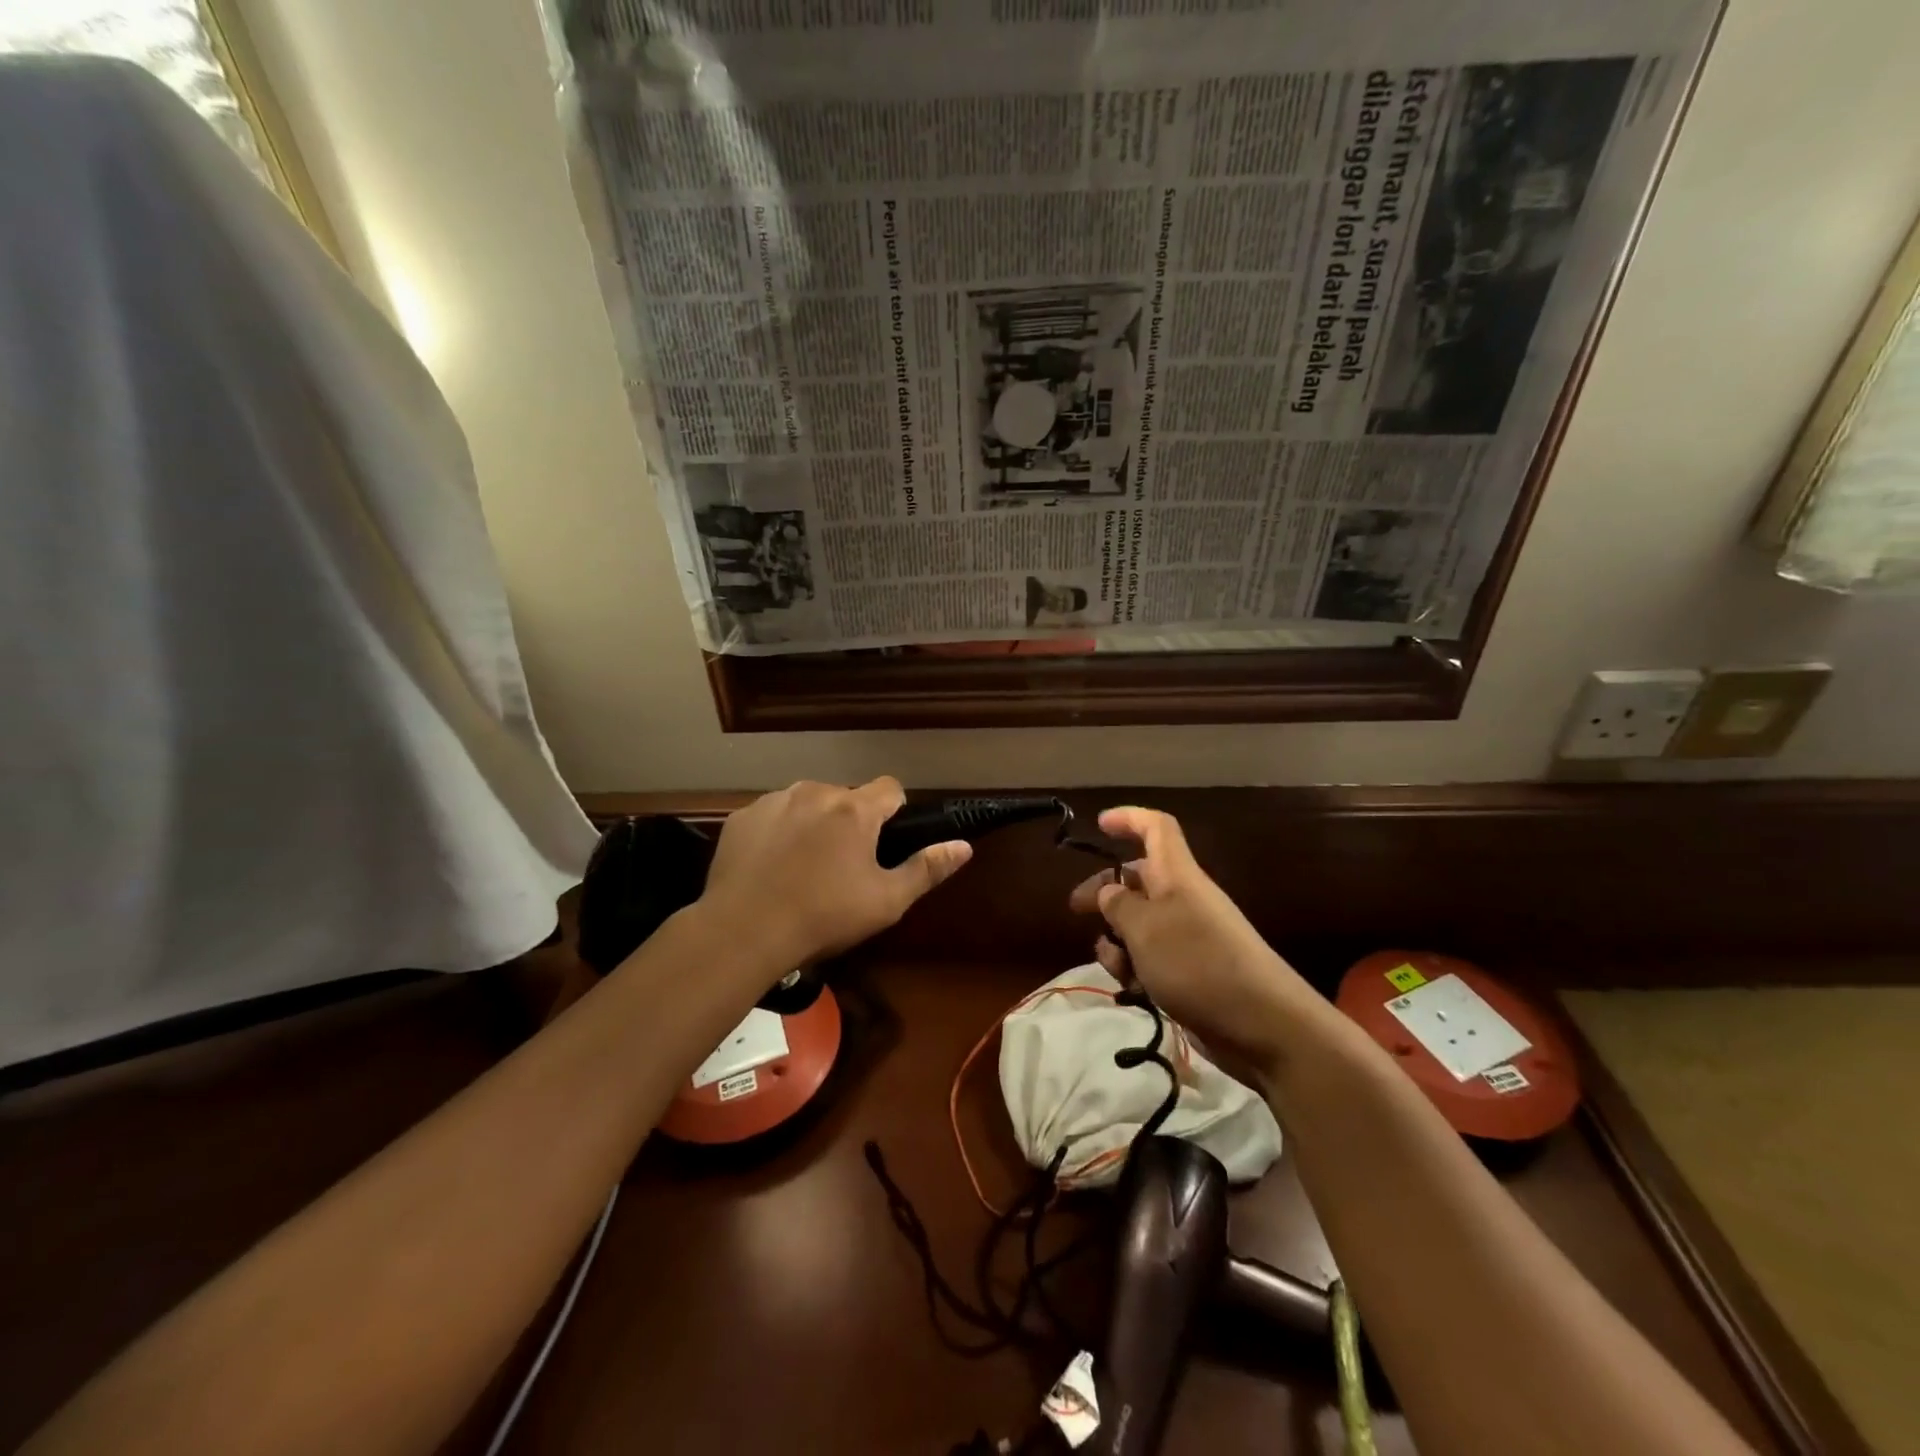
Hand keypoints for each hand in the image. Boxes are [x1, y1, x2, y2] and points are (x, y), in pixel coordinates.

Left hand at [701, 778, 971, 967]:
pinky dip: (778, 833)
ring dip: (813, 824)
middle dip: (850, 823)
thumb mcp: (886, 901)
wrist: (742, 932)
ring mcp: (774, 800)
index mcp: (854, 809)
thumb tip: (964, 845)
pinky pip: (772, 815)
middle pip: (846, 797)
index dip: (893, 814)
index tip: (884, 845)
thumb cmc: (823, 917)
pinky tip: (770, 868)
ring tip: (803, 869)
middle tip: (843, 867)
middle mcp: (815, 791)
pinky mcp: (742, 817)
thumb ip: (927, 868)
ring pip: (807, 803)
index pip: (891, 788)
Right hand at [1068, 806, 1316, 1085]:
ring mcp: (1188, 938)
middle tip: (1076, 909)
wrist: (1262, 1026)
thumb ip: (1118, 905)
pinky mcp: (1189, 973)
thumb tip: (1109, 892)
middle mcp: (1183, 899)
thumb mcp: (1144, 928)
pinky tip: (1132, 988)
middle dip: (1105, 893)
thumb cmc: (1197, 963)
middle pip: (1138, 880)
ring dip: (1117, 940)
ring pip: (1139, 925)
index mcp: (1177, 875)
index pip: (1156, 828)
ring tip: (1115, 961)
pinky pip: (1151, 959)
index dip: (1129, 819)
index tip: (1099, 825)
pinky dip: (1135, 968)